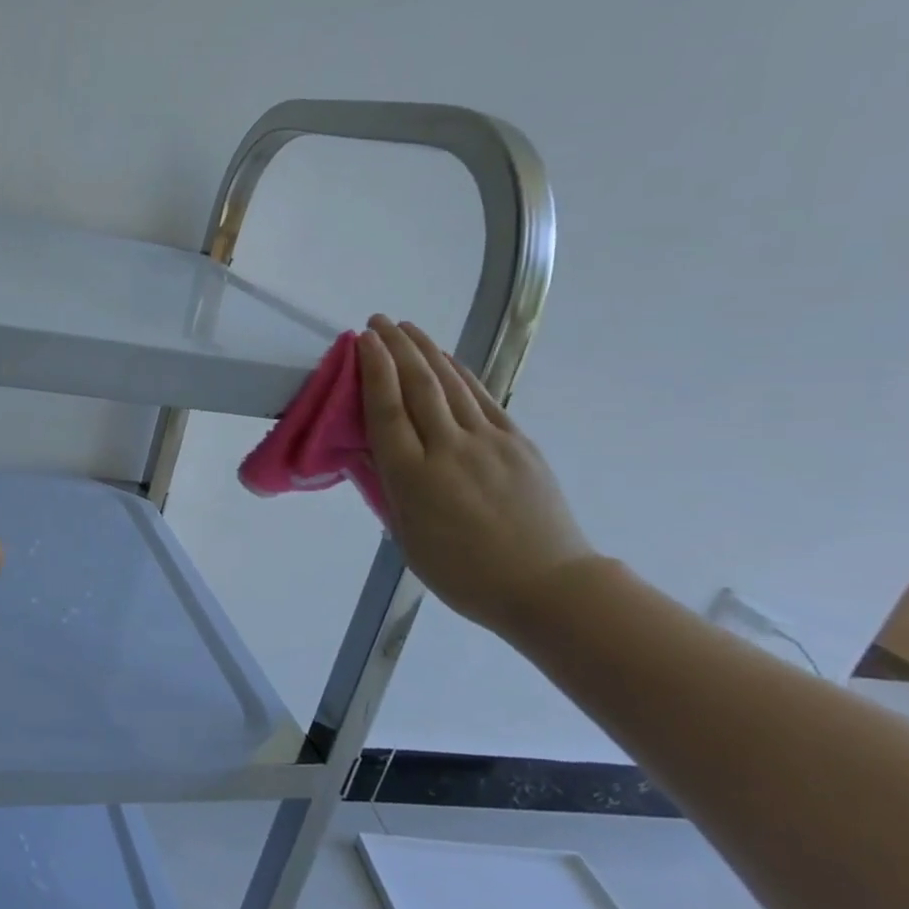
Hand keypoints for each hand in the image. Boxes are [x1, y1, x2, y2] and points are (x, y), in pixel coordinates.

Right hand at [358, 316, 595, 631]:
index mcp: (413, 477)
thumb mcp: (407, 537)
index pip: (387, 410)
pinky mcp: (518, 442)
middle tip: (377, 322)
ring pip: (451, 384)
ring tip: (406, 328)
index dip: (373, 370)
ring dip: (425, 351)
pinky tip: (447, 359)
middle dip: (396, 348)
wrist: (546, 586)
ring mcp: (488, 442)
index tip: (362, 342)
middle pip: (418, 386)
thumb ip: (386, 489)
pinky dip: (461, 372)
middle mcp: (448, 449)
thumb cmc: (463, 573)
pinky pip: (482, 398)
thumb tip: (367, 451)